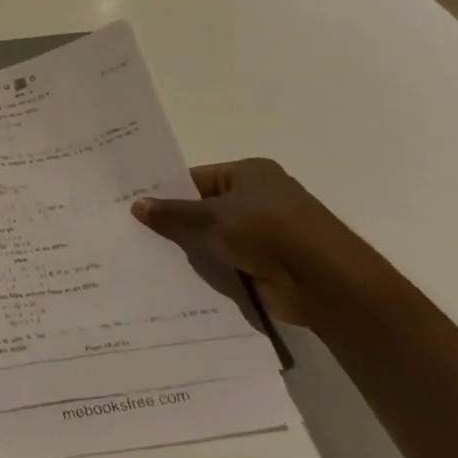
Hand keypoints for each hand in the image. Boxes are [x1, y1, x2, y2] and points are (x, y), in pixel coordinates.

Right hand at [131, 159, 386, 327]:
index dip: (166, 191)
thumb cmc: (269, 232)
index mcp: (249, 174)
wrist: (325, 283)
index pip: (196, 178)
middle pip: (204, 209)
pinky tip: (175, 279)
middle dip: (174, 223)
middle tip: (132, 233)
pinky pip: (226, 263)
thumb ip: (174, 213)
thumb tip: (136, 204)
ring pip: (213, 238)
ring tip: (144, 257)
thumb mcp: (213, 217)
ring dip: (190, 250)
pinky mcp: (266, 264)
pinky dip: (208, 270)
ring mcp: (264, 233)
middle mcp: (258, 198)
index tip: (133, 206)